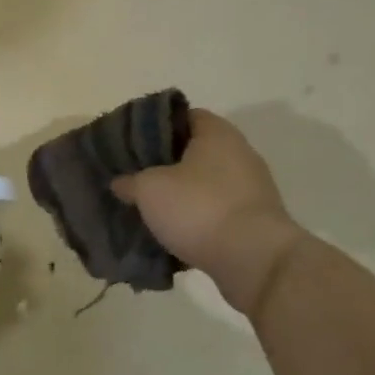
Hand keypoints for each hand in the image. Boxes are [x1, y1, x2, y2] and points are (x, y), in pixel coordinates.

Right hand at [110, 109, 306, 316]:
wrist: (253, 259)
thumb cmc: (198, 208)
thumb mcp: (148, 189)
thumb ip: (130, 181)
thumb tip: (121, 182)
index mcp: (217, 134)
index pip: (183, 115)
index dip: (155, 125)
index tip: (132, 142)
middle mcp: (239, 154)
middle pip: (194, 150)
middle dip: (164, 164)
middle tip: (134, 176)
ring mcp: (250, 189)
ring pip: (204, 183)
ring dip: (180, 194)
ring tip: (148, 207)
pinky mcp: (253, 220)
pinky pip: (215, 211)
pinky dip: (195, 218)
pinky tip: (172, 231)